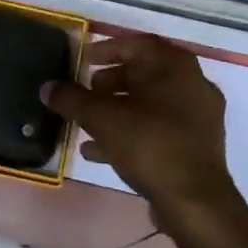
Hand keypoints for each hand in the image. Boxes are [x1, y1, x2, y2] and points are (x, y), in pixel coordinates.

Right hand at [41, 34, 237, 225]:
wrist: (196, 203)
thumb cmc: (150, 144)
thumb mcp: (102, 119)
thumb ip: (72, 100)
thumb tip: (47, 88)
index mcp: (174, 65)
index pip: (136, 44)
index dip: (107, 50)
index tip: (84, 60)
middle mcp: (192, 82)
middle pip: (144, 74)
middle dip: (110, 83)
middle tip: (86, 93)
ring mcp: (200, 116)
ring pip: (151, 104)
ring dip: (118, 111)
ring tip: (87, 126)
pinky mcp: (199, 146)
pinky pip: (160, 128)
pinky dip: (133, 132)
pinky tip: (101, 152)